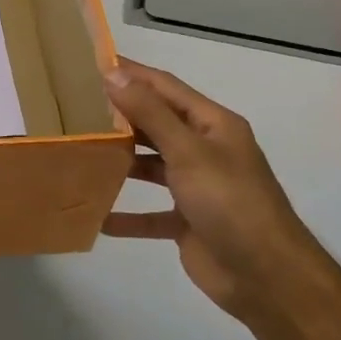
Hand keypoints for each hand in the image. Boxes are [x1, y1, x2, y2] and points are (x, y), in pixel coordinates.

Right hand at [101, 58, 324, 317]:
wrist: (267, 277)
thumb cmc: (230, 202)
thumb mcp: (188, 152)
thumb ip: (150, 114)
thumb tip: (114, 74)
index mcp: (213, 125)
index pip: (165, 87)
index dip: (131, 73)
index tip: (91, 62)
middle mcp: (205, 150)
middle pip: (156, 124)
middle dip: (119, 116)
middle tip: (73, 107)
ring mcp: (196, 187)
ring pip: (150, 166)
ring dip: (119, 161)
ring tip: (78, 153)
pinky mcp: (187, 222)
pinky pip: (149, 213)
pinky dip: (126, 214)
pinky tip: (96, 215)